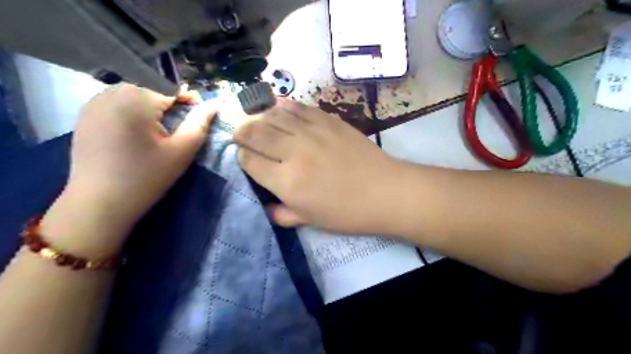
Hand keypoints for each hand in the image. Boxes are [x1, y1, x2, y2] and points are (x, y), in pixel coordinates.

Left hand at [50, 83, 217, 247]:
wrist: (100, 203)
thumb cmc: (147, 177)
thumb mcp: (182, 150)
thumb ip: (200, 123)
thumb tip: (216, 104)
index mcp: (136, 98)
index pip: (173, 89)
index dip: (191, 102)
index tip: (200, 118)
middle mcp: (111, 92)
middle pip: (152, 89)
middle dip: (170, 104)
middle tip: (180, 127)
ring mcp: (93, 102)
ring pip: (134, 95)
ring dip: (151, 107)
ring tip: (160, 130)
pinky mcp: (85, 115)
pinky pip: (117, 103)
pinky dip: (132, 112)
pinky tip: (136, 132)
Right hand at [234, 99, 400, 235]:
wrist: (384, 192)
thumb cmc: (348, 212)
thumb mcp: (311, 221)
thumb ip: (284, 214)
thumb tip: (267, 208)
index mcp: (287, 182)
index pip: (251, 162)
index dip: (242, 158)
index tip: (244, 157)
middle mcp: (294, 152)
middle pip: (257, 134)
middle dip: (242, 132)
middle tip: (239, 133)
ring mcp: (312, 133)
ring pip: (275, 117)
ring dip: (261, 117)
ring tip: (257, 121)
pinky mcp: (329, 121)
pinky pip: (300, 108)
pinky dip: (286, 107)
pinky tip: (281, 108)